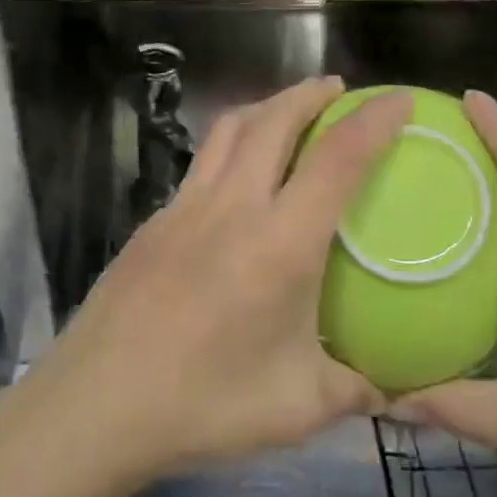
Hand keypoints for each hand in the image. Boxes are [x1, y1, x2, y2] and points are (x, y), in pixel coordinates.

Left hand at [30, 78, 410, 483]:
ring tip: (288, 111)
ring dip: (266, 107)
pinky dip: (230, 147)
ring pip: (229, 131)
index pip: (337, 159)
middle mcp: (232, 207)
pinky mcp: (153, 221)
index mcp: (280, 243)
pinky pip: (201, 164)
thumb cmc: (205, 403)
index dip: (373, 121)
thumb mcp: (297, 407)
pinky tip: (236, 180)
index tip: (398, 99)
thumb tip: (393, 390)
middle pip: (274, 120)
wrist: (98, 403)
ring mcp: (185, 208)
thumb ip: (354, 390)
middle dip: (310, 93)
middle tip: (337, 90)